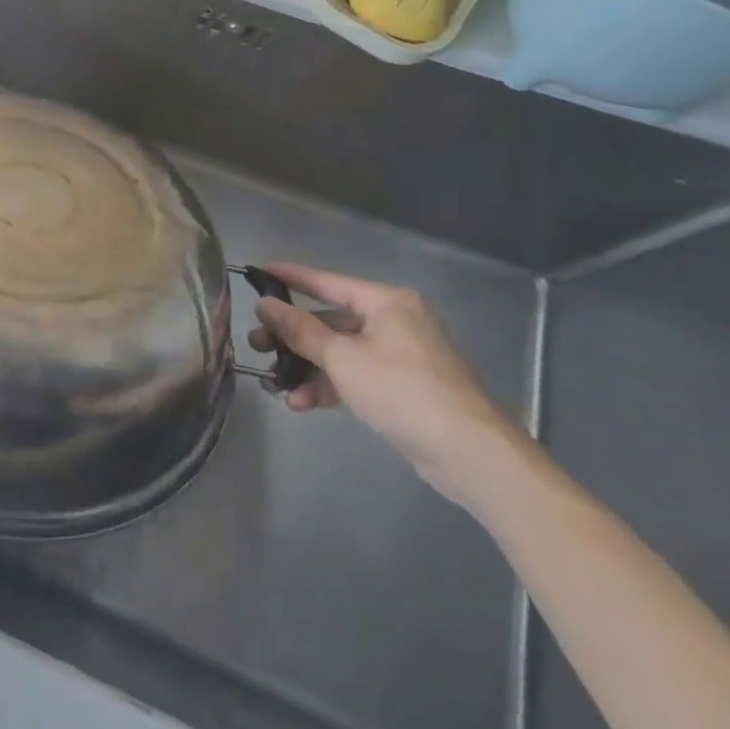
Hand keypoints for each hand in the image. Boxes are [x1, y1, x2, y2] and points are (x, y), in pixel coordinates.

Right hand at [251, 264, 526, 504]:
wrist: (472, 455)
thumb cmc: (403, 391)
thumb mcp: (342, 358)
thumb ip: (300, 329)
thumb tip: (265, 304)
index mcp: (385, 302)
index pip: (327, 281)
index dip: (291, 277)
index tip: (258, 272)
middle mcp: (394, 321)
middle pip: (330, 320)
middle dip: (292, 336)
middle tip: (257, 344)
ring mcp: (400, 356)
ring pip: (340, 352)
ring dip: (307, 367)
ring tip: (273, 381)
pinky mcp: (403, 388)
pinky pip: (355, 375)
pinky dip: (330, 385)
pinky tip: (302, 403)